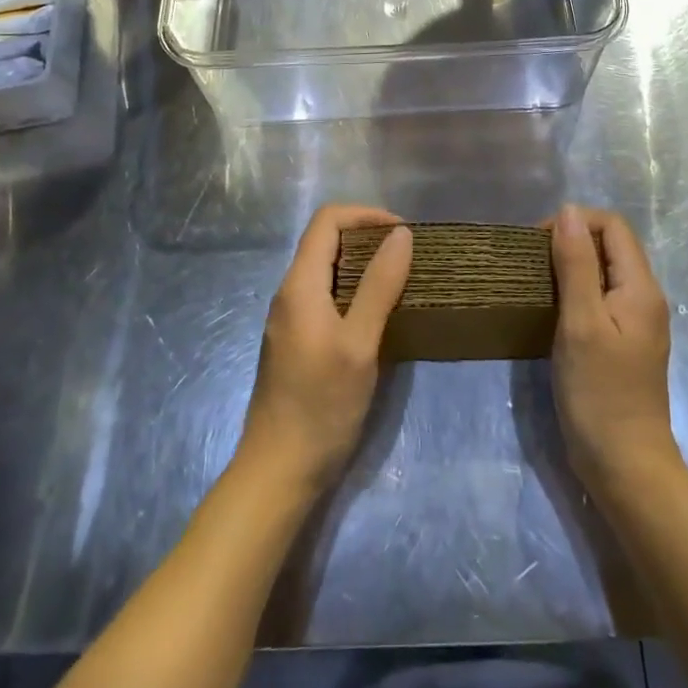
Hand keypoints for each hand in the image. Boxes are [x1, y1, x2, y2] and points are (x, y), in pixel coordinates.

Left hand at [236, 204, 411, 496]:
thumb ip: (379, 285)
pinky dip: (354, 290)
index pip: (327, 220)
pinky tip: (378, 314)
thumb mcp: (359, 344)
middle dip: (367, 237)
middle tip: (407, 256)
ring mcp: (290, 318)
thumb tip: (401, 234)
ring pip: (326, 269)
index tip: (403, 232)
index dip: (365, 215)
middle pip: (325, 241)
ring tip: (400, 280)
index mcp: (299, 284)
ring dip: (363, 265)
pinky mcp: (296, 340)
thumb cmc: (321, 405)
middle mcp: (290, 292)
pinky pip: (325, 295)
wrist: (279, 472)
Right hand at [549, 204, 678, 500]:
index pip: (612, 226)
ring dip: (571, 266)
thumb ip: (576, 264)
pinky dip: (576, 292)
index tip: (539, 243)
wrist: (626, 467)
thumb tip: (568, 211)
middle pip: (610, 245)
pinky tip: (552, 310)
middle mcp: (645, 297)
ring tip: (537, 282)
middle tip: (533, 262)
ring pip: (604, 272)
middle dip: (571, 241)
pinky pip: (601, 298)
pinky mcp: (624, 343)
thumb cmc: (600, 393)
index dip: (575, 222)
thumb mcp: (581, 322)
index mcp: (640, 287)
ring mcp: (636, 322)